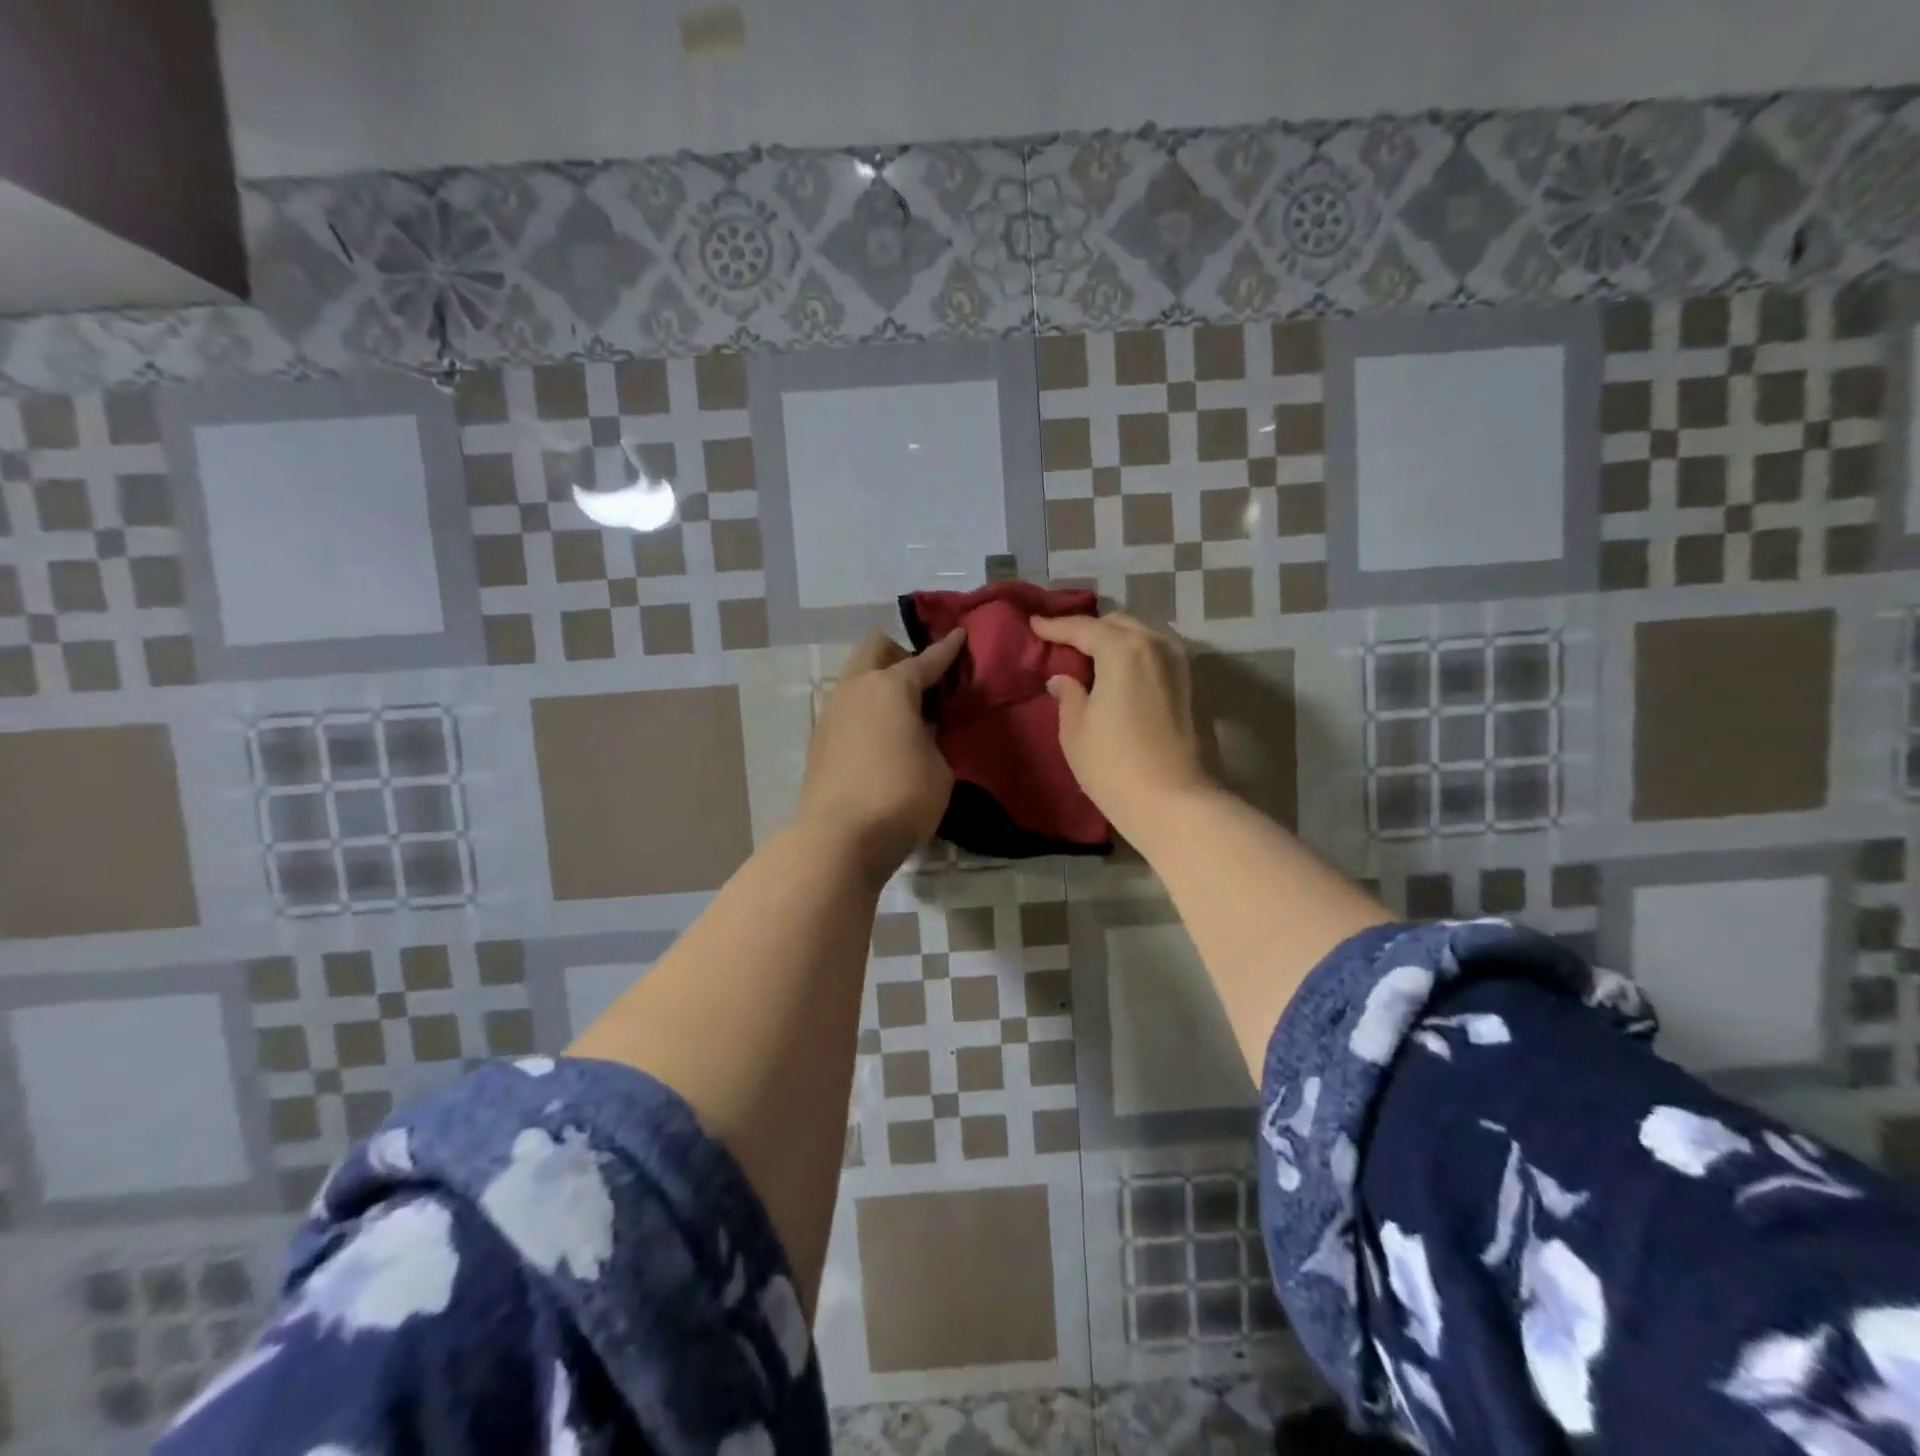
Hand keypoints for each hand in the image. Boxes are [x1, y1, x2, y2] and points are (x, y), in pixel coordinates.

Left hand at [797, 629, 966, 881]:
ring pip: (854, 677)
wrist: (840, 837)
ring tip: (901, 711)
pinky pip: (846, 708)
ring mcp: (831, 712)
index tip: (959, 634)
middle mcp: (856, 688)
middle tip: (921, 678)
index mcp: (892, 686)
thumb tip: (917, 730)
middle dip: (899, 653)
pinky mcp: (818, 740)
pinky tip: (879, 736)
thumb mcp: (938, 767)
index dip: (947, 649)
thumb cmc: (902, 796)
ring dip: (877, 682)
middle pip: (874, 649)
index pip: (926, 659)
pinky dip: (864, 709)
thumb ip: (931, 738)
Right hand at [1030, 612, 1210, 841]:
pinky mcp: (1188, 684)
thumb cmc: (1113, 764)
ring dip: (1114, 639)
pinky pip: (1154, 653)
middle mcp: (1154, 645)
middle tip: (1062, 642)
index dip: (1055, 626)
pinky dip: (1134, 653)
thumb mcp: (1075, 730)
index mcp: (1122, 649)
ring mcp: (1177, 663)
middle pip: (1116, 624)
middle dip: (1089, 629)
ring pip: (1141, 635)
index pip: (1083, 628)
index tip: (1034, 624)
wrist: (1172, 801)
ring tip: (1090, 655)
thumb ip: (1068, 695)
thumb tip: (1063, 679)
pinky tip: (1118, 670)